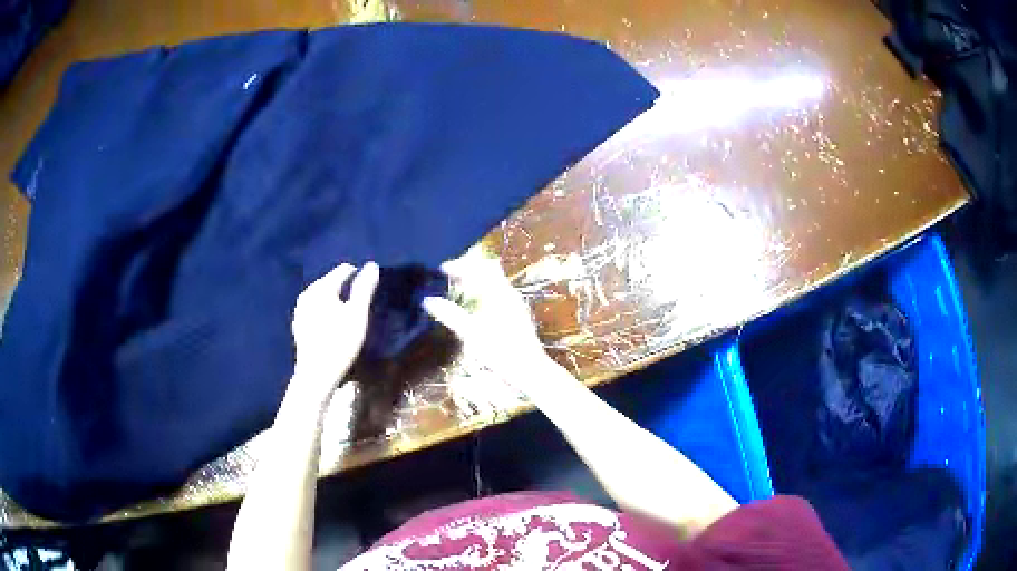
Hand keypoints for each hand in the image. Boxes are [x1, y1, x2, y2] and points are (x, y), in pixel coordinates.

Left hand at [291, 262, 379, 403]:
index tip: (369, 288)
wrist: (316, 374)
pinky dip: (324, 309)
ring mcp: (300, 309)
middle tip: (359, 300)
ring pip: (321, 294)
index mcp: (322, 287)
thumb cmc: (340, 343)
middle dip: (345, 286)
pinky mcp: (298, 323)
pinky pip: (314, 308)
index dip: (359, 275)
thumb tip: (372, 265)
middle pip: (330, 280)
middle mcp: (308, 293)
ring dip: (334, 298)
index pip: (343, 270)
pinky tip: (331, 322)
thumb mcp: (357, 315)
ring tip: (347, 310)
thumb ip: (364, 288)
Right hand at [421, 252, 549, 384]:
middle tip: (450, 274)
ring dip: (476, 279)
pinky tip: (475, 305)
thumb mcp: (471, 335)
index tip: (442, 269)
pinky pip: (499, 291)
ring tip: (458, 287)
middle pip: (488, 269)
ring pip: (495, 280)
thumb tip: (427, 300)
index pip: (479, 267)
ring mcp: (516, 303)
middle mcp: (509, 294)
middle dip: (468, 268)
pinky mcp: (517, 313)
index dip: (459, 265)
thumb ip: (450, 315)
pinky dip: (484, 290)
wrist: (531, 370)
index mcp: (499, 294)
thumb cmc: (501, 353)